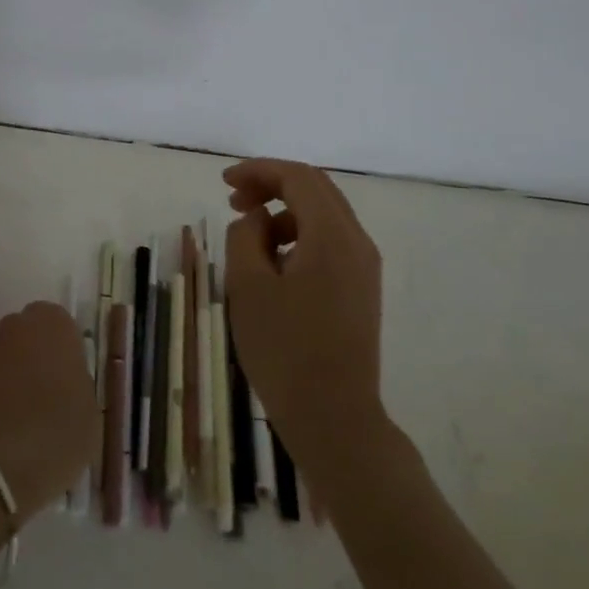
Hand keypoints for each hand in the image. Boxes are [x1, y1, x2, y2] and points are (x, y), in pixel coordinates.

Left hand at [0, 302, 99, 520]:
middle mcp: (17, 327)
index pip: (57, 320)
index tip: (67, 369)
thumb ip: (75, 378)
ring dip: (11, 368)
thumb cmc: (63, 429)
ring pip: (3, 351)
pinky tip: (2, 419)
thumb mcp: (90, 404)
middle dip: (33, 350)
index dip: (61, 344)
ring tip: (22, 405)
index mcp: (54, 325)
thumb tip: (65, 379)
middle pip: (26, 330)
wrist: (8, 463)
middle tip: (46, 384)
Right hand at [223, 158, 385, 460]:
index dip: (258, 171)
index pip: (298, 178)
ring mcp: (364, 267)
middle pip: (316, 190)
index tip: (224, 182)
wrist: (334, 417)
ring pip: (324, 216)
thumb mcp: (248, 286)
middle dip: (272, 185)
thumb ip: (246, 236)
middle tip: (234, 200)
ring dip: (285, 211)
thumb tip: (257, 218)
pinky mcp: (362, 289)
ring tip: (249, 236)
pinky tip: (273, 263)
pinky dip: (299, 236)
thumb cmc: (284, 350)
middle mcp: (357, 243)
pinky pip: (330, 242)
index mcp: (332, 236)